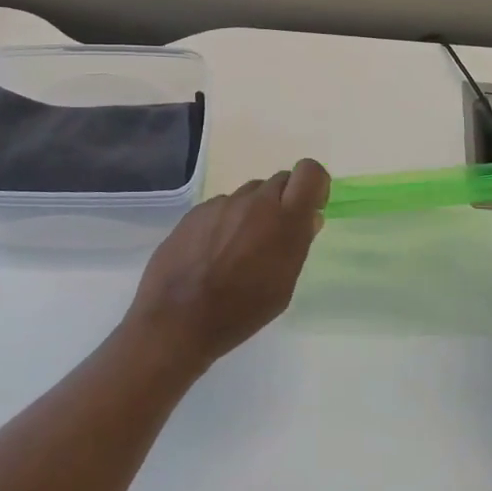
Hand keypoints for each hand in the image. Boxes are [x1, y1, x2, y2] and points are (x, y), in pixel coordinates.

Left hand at [124, 160, 331, 370]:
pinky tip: (213, 252)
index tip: (310, 208)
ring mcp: (222, 203)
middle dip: (284, 201)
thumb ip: (298, 245)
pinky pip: (222, 206)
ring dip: (254, 211)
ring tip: (239, 248)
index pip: (309, 172)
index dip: (314, 185)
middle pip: (279, 181)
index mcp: (284, 220)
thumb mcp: (282, 287)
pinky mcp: (196, 210)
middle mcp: (254, 202)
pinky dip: (226, 221)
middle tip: (274, 235)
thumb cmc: (240, 312)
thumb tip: (309, 218)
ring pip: (249, 194)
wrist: (177, 318)